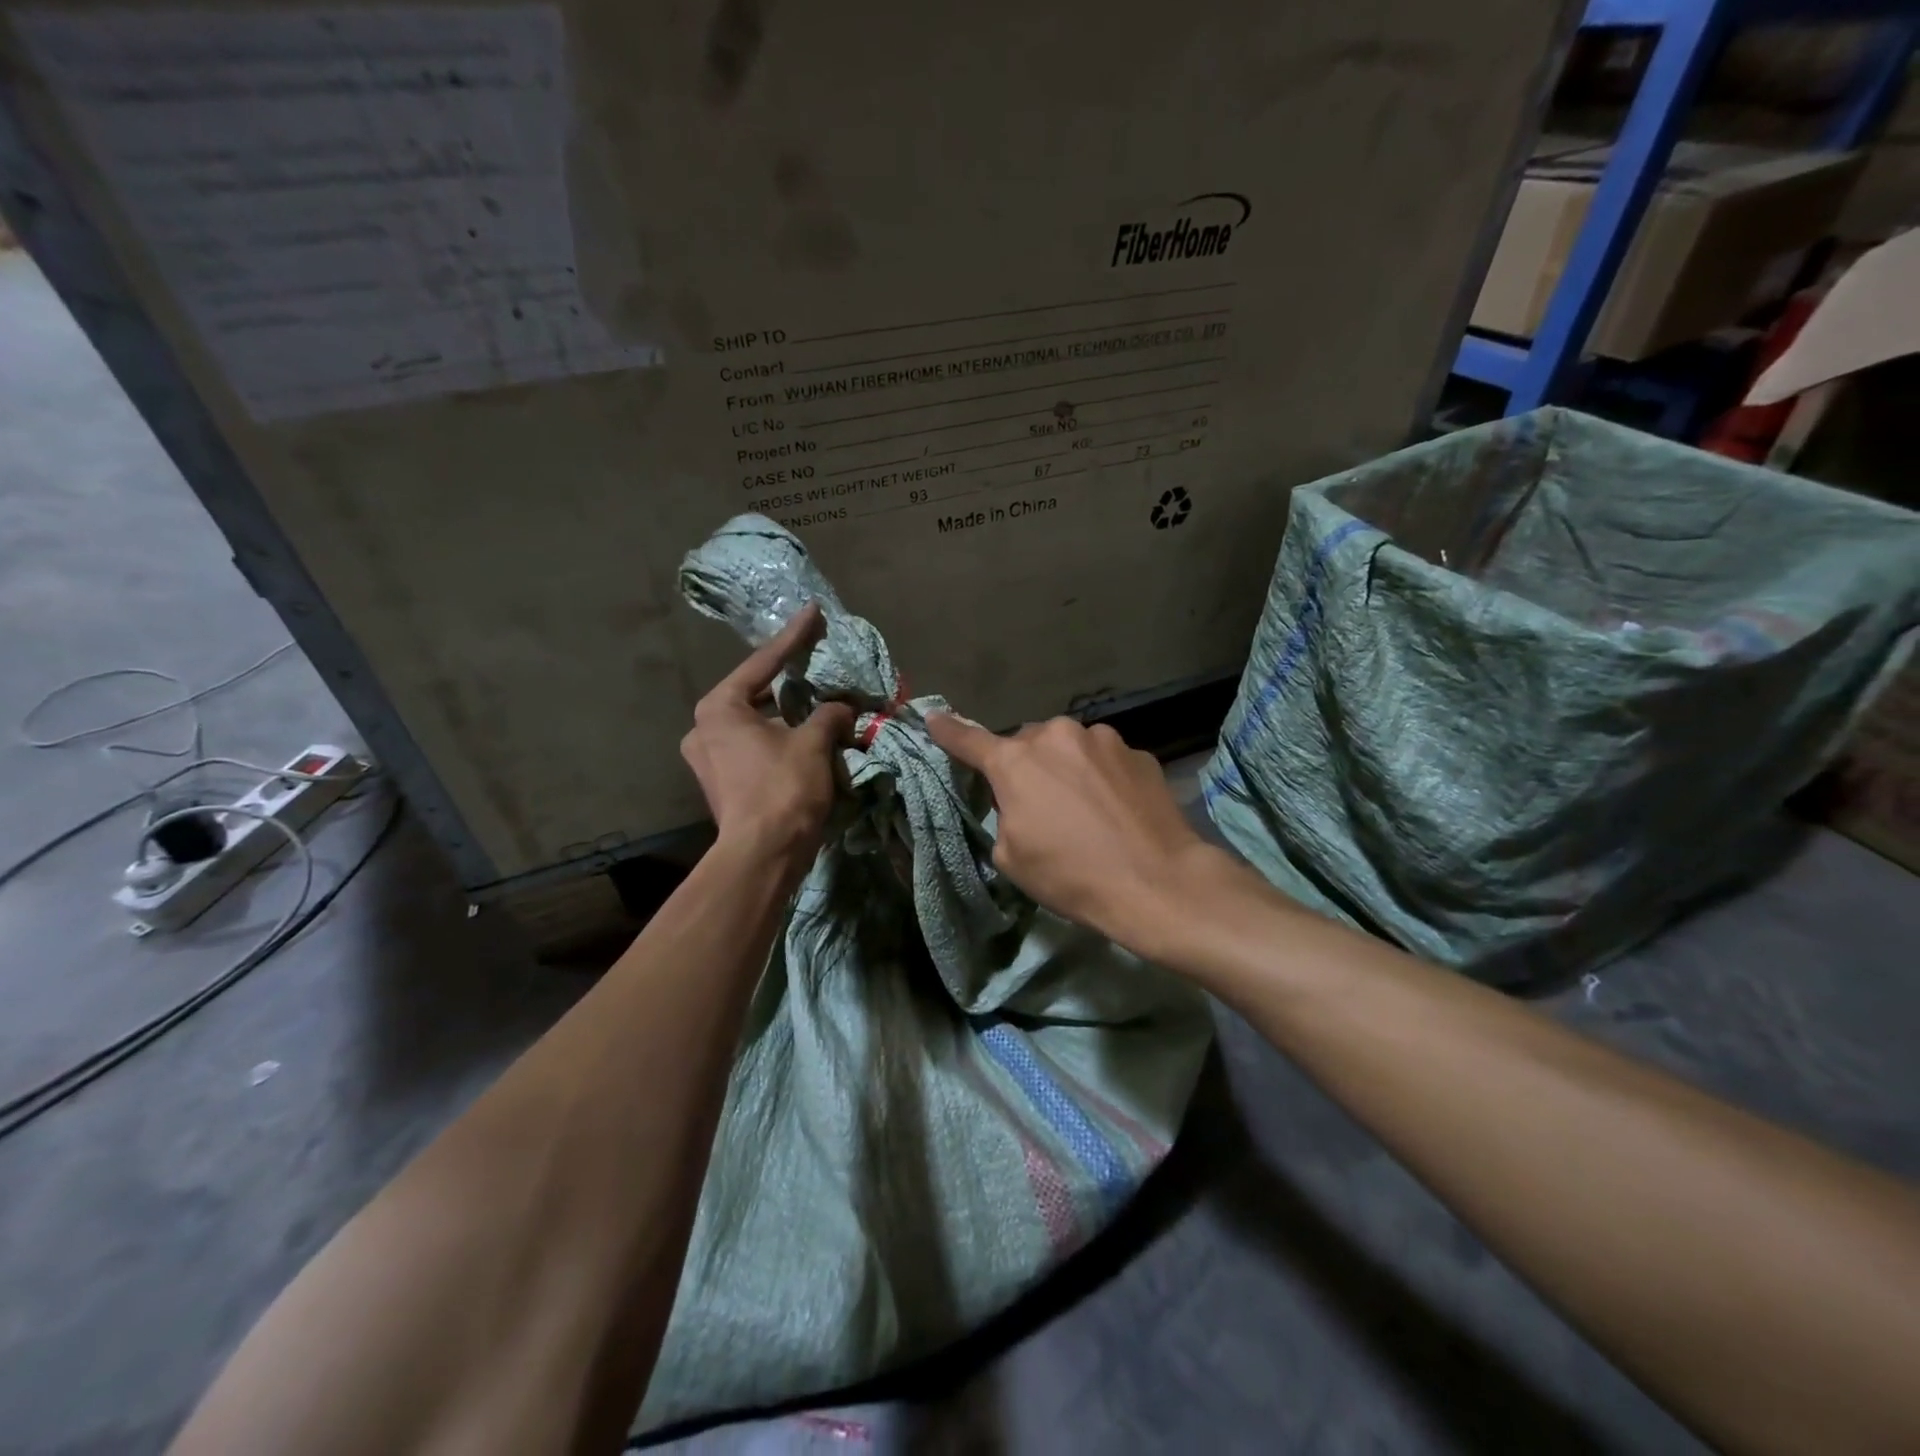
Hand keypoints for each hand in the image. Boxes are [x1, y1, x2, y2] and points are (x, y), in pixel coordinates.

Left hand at [683, 603, 854, 869]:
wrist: (762, 855)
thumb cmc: (783, 789)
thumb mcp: (813, 743)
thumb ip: (829, 715)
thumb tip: (842, 707)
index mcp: (719, 708)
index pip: (764, 663)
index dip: (794, 637)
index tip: (813, 611)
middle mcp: (704, 728)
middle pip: (756, 694)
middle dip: (790, 685)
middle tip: (816, 667)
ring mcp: (708, 759)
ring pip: (756, 725)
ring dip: (788, 718)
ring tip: (819, 709)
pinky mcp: (721, 783)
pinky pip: (755, 748)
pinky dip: (780, 740)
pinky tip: (806, 741)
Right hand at [926, 714, 1215, 953]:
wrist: (1157, 882)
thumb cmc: (1072, 875)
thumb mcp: (1013, 857)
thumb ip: (1004, 814)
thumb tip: (1020, 800)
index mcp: (1016, 762)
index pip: (970, 740)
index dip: (948, 730)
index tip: (933, 717)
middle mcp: (1056, 736)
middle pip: (1028, 744)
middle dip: (1027, 766)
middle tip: (1040, 805)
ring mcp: (1102, 739)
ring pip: (1070, 747)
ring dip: (1068, 768)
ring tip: (1086, 810)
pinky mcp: (1138, 752)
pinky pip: (1105, 759)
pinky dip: (1102, 777)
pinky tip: (1117, 810)